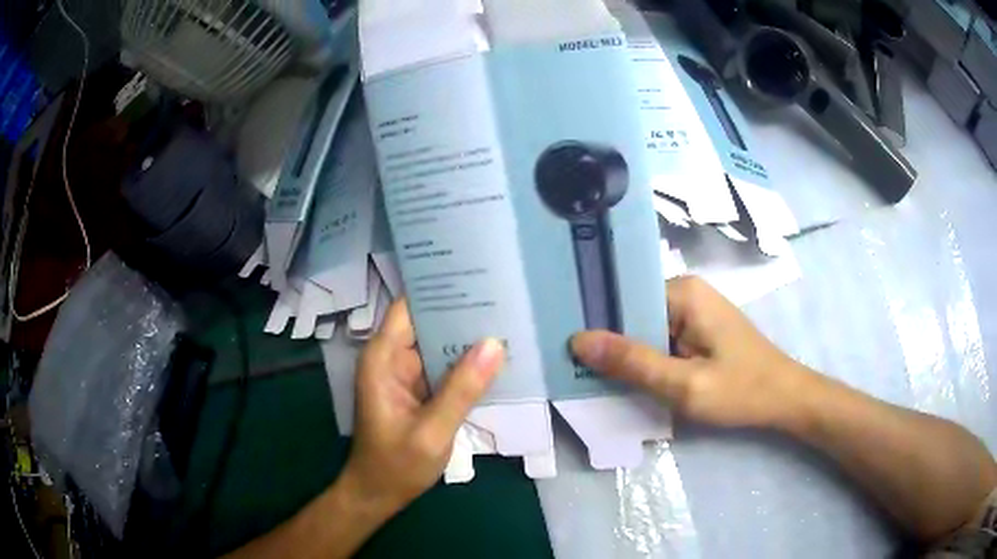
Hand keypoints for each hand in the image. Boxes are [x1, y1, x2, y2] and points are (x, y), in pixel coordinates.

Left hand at [339, 299, 504, 518]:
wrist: (379, 494)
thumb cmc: (396, 465)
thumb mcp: (432, 432)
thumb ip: (462, 390)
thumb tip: (495, 344)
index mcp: (382, 359)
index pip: (409, 307)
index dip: (439, 288)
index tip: (476, 275)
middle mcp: (391, 359)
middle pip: (427, 321)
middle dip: (461, 310)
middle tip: (505, 296)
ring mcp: (405, 374)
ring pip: (437, 343)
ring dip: (466, 336)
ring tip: (507, 319)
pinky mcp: (418, 389)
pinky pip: (442, 365)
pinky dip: (464, 361)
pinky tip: (495, 355)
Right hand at [571, 276, 814, 429]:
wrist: (785, 400)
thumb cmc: (742, 390)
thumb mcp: (685, 385)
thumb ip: (633, 363)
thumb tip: (577, 340)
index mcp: (684, 292)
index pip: (624, 298)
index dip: (595, 321)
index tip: (563, 344)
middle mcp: (687, 292)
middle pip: (633, 313)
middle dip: (609, 342)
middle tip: (573, 369)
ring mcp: (694, 311)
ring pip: (645, 330)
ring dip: (627, 355)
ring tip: (592, 377)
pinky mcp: (698, 330)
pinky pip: (660, 340)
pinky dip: (645, 360)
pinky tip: (628, 380)